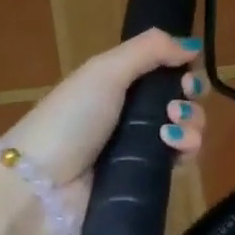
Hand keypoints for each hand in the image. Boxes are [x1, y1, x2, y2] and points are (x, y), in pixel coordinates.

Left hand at [0, 30, 209, 229]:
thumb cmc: (70, 121)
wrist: (41, 190)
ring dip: (191, 124)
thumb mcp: (104, 72)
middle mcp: (131, 115)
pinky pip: (181, 161)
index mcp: (117, 86)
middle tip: (175, 107)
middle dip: (190, 99)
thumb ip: (149, 50)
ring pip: (186, 129)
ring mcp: (140, 149)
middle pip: (180, 99)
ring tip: (171, 132)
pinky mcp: (147, 179)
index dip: (182, 70)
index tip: (186, 74)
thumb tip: (193, 44)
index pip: (164, 72)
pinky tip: (175, 149)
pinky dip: (186, 151)